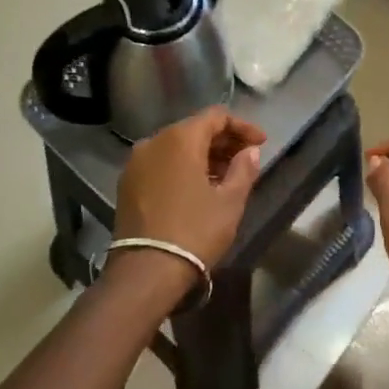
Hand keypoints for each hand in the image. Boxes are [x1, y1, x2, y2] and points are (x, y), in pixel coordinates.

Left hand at [112, 108, 266, 270]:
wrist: (146, 271)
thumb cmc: (195, 231)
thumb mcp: (230, 201)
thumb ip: (244, 169)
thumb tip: (250, 151)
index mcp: (180, 139)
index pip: (216, 116)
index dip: (242, 126)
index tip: (261, 143)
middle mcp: (154, 142)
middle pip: (194, 129)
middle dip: (223, 141)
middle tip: (246, 159)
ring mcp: (136, 163)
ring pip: (176, 147)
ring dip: (203, 155)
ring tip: (226, 176)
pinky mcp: (127, 184)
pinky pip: (161, 163)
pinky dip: (183, 167)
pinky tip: (199, 187)